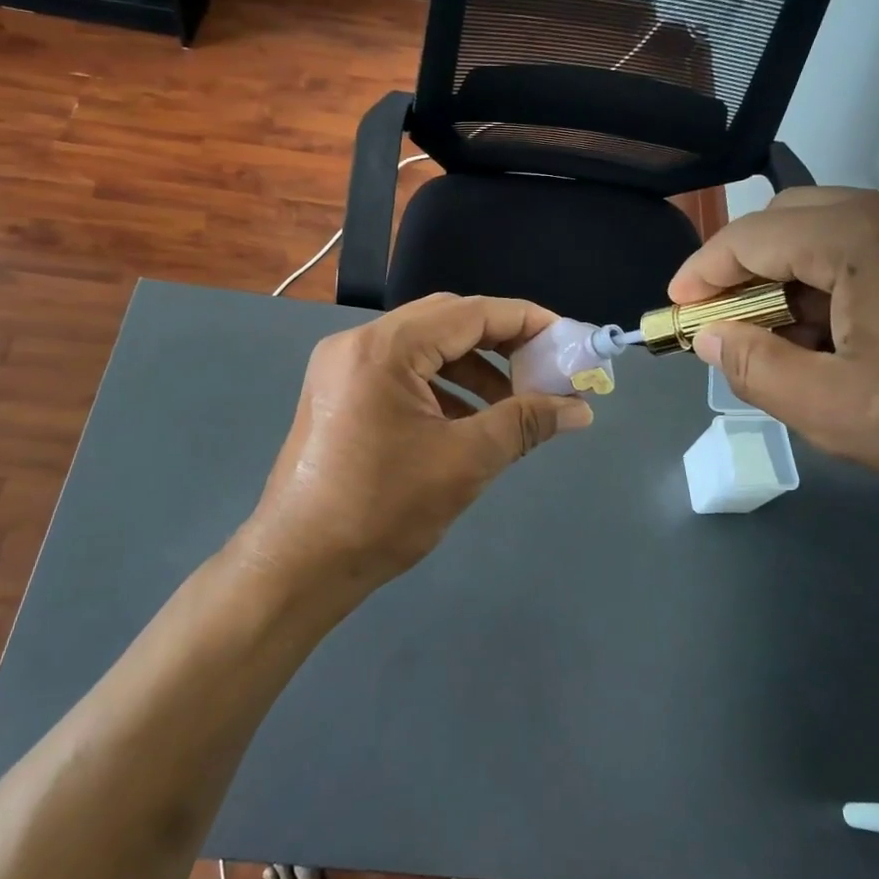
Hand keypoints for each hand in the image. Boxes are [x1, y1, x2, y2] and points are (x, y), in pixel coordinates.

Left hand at [242, 294, 593, 590]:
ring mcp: (341, 366)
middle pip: (445, 321)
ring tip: (512, 404)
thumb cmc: (382, 510)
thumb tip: (580, 408)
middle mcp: (358, 343)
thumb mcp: (464, 462)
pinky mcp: (337, 392)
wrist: (298, 564)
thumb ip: (525, 423)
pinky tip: (468, 419)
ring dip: (472, 368)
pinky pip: (400, 371)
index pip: (471, 313)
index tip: (568, 338)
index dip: (526, 321)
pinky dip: (440, 386)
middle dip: (501, 343)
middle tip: (544, 368)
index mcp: (385, 348)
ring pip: (423, 346)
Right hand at [670, 187, 878, 542]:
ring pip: (841, 232)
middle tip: (728, 328)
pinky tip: (848, 339)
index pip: (755, 234)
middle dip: (748, 270)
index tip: (675, 310)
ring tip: (789, 345)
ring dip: (797, 278)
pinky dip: (845, 282)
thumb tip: (710, 334)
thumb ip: (755, 367)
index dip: (704, 271)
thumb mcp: (838, 412)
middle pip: (795, 218)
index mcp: (870, 236)